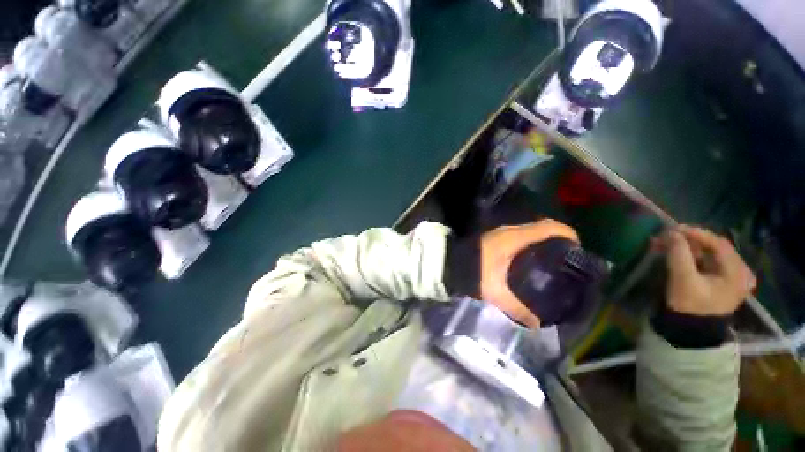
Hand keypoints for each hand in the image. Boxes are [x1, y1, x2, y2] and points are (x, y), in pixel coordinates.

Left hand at [480, 219, 578, 328]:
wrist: (449, 263)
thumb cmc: (473, 273)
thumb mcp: (495, 292)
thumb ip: (516, 309)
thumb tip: (536, 325)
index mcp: (513, 239)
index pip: (547, 228)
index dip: (566, 232)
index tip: (578, 245)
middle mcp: (509, 231)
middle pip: (540, 227)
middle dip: (557, 237)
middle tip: (568, 255)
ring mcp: (500, 232)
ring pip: (529, 230)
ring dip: (543, 239)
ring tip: (554, 256)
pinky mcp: (494, 237)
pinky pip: (520, 235)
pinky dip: (531, 241)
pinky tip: (532, 257)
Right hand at [654, 225, 755, 316]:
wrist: (691, 330)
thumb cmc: (691, 306)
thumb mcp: (683, 279)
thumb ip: (678, 254)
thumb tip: (670, 232)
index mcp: (738, 272)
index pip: (719, 243)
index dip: (696, 233)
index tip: (673, 228)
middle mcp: (740, 272)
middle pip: (715, 247)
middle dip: (690, 240)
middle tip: (669, 236)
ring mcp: (731, 277)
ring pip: (710, 254)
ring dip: (689, 247)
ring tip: (669, 243)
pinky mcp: (720, 281)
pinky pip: (707, 262)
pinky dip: (691, 256)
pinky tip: (678, 253)